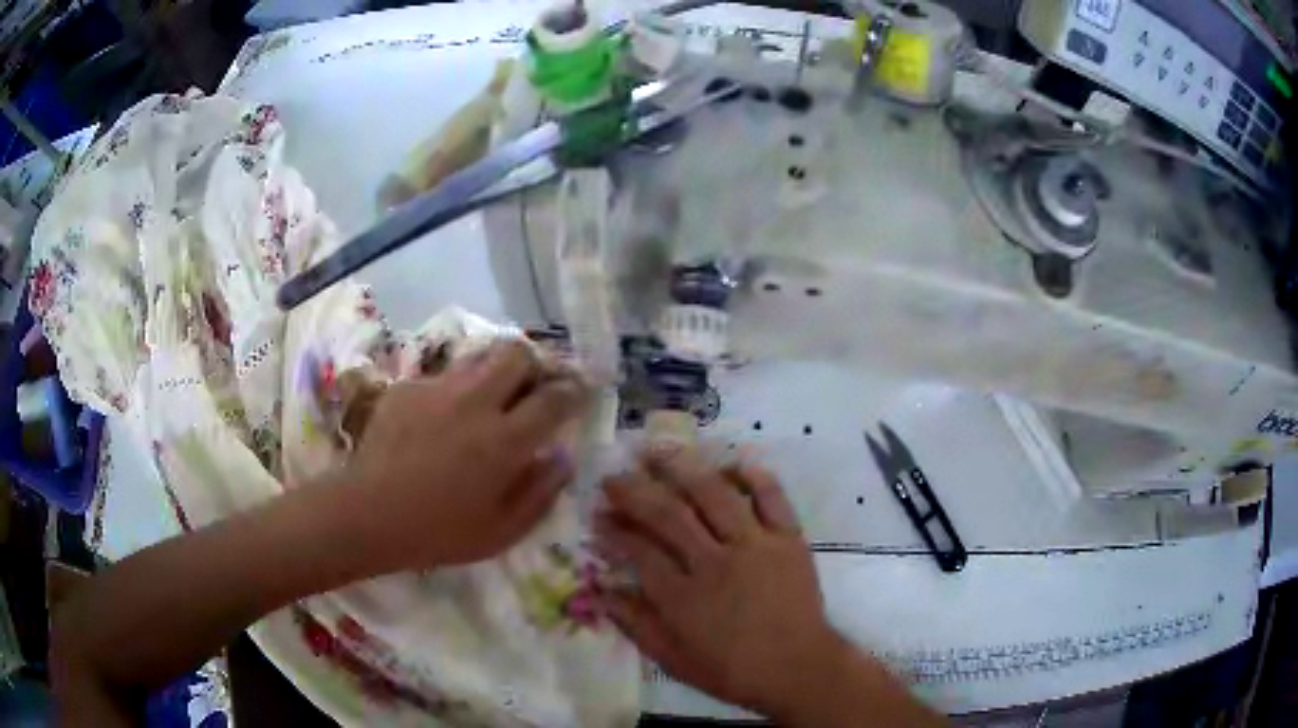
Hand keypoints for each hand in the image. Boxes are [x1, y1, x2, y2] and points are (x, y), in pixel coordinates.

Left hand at [341, 340, 587, 571]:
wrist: (368, 514)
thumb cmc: (439, 532)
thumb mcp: (502, 531)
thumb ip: (540, 492)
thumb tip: (562, 458)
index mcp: (505, 440)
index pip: (554, 398)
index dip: (574, 390)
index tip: (579, 391)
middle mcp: (476, 402)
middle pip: (517, 353)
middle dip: (535, 363)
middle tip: (534, 385)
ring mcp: (438, 389)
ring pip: (480, 355)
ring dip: (496, 369)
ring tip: (492, 394)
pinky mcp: (408, 387)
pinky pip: (444, 376)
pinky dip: (456, 389)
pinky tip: (443, 417)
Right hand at [593, 449, 843, 718]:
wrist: (800, 668)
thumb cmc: (733, 670)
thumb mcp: (673, 660)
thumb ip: (635, 624)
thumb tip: (599, 591)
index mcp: (684, 597)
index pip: (639, 551)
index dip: (614, 530)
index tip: (598, 514)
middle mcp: (715, 562)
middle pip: (669, 515)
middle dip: (635, 491)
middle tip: (614, 476)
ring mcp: (755, 546)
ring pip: (714, 496)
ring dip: (682, 469)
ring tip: (657, 451)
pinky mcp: (789, 539)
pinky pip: (772, 497)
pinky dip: (753, 476)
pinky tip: (732, 461)